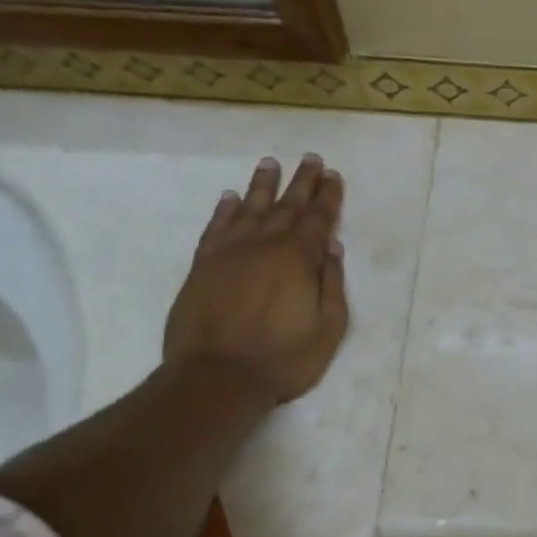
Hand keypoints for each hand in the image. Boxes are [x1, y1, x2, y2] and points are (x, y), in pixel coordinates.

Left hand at [163, 153, 349, 408]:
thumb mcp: (328, 328)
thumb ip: (332, 285)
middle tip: (310, 158)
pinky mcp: (203, 266)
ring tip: (271, 163)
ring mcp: (230, 253)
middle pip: (287, 206)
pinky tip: (231, 197)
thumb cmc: (283, 359)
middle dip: (301, 182)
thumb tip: (332, 248)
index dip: (328, 196)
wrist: (217, 377)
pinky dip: (225, 210)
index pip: (318, 219)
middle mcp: (264, 246)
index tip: (333, 175)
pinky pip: (216, 228)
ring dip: (263, 185)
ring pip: (250, 209)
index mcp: (298, 259)